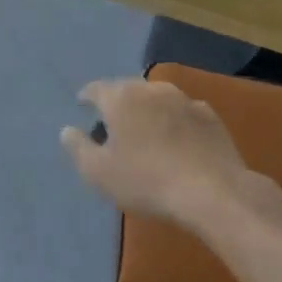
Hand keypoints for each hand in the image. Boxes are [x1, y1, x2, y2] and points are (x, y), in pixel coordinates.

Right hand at [60, 78, 250, 225]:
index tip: (83, 108)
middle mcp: (152, 89)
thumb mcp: (98, 172)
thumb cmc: (146, 181)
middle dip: (117, 102)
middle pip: (127, 89)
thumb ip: (78, 148)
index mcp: (121, 98)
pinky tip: (176, 140)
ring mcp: (185, 100)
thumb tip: (68, 130)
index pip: (96, 89)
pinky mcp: (210, 116)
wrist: (212, 192)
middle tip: (112, 123)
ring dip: (147, 110)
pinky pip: (183, 113)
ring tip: (145, 130)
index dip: (87, 98)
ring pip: (157, 98)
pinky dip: (174, 121)